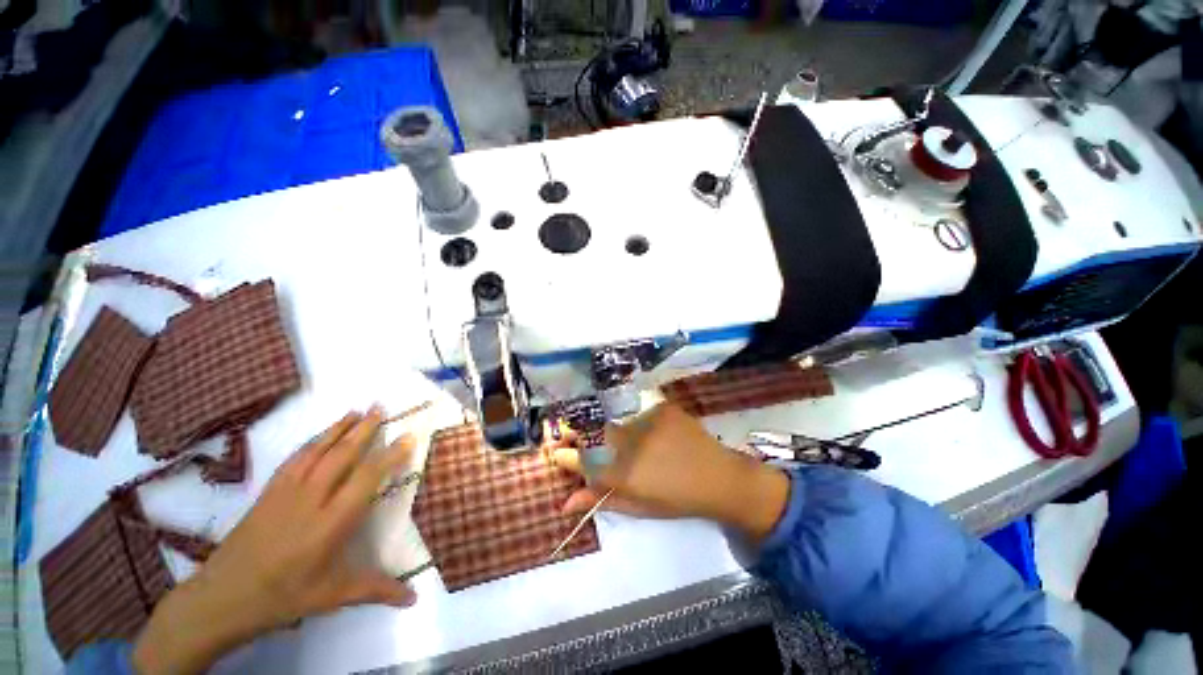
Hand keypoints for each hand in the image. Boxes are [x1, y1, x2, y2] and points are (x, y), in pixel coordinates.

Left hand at [133, 407, 415, 674]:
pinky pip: (295, 458)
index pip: (366, 480)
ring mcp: (286, 493)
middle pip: (342, 456)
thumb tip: (414, 597)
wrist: (221, 598)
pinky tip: (321, 435)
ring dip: (339, 428)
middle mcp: (311, 500)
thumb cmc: (282, 597)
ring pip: (317, 451)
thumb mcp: (332, 596)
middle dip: (364, 430)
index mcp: (330, 524)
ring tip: (357, 410)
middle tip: (381, 408)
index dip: (389, 456)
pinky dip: (312, 441)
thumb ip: (376, 590)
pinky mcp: (268, 492)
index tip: (406, 437)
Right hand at [551, 404, 789, 541]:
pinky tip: (649, 433)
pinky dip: (635, 422)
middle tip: (572, 436)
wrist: (720, 478)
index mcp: (621, 471)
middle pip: (588, 430)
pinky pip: (636, 412)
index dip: (562, 454)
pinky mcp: (660, 407)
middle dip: (572, 432)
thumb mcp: (637, 505)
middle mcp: (628, 441)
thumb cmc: (677, 500)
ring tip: (622, 440)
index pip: (578, 458)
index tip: (555, 450)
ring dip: (606, 429)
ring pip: (612, 420)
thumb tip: (565, 502)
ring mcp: (645, 420)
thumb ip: (600, 500)